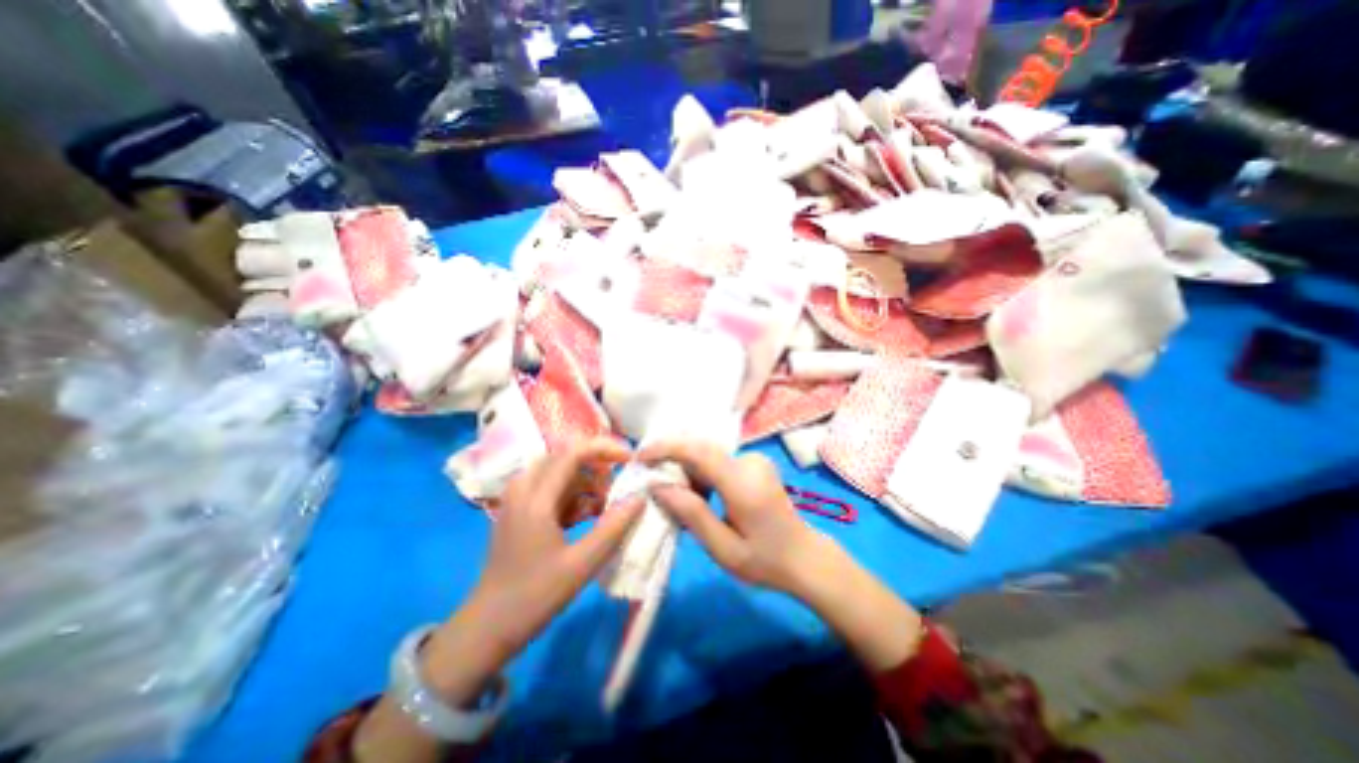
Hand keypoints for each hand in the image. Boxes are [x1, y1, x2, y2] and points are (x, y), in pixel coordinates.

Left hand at [353, 441, 642, 762]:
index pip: (573, 453)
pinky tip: (589, 517)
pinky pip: (553, 489)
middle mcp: (523, 489)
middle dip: (597, 466)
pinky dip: (575, 496)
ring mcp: (519, 499)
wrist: (486, 628)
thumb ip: (614, 528)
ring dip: (587, 482)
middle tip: (619, 486)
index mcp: (535, 499)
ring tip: (606, 506)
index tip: (630, 458)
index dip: (604, 449)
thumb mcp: (581, 565)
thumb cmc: (534, 597)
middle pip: (566, 458)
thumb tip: (640, 497)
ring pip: (560, 472)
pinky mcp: (520, 510)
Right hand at [639, 442, 827, 596]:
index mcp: (743, 484)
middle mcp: (749, 462)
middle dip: (672, 460)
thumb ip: (692, 515)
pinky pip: (718, 461)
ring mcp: (754, 459)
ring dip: (687, 470)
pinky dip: (701, 473)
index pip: (699, 452)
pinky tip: (699, 496)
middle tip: (652, 482)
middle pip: (701, 449)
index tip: (640, 456)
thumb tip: (658, 486)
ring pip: (707, 455)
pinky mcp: (753, 462)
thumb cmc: (764, 561)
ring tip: (676, 497)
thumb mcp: (724, 549)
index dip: (666, 448)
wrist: (804, 556)